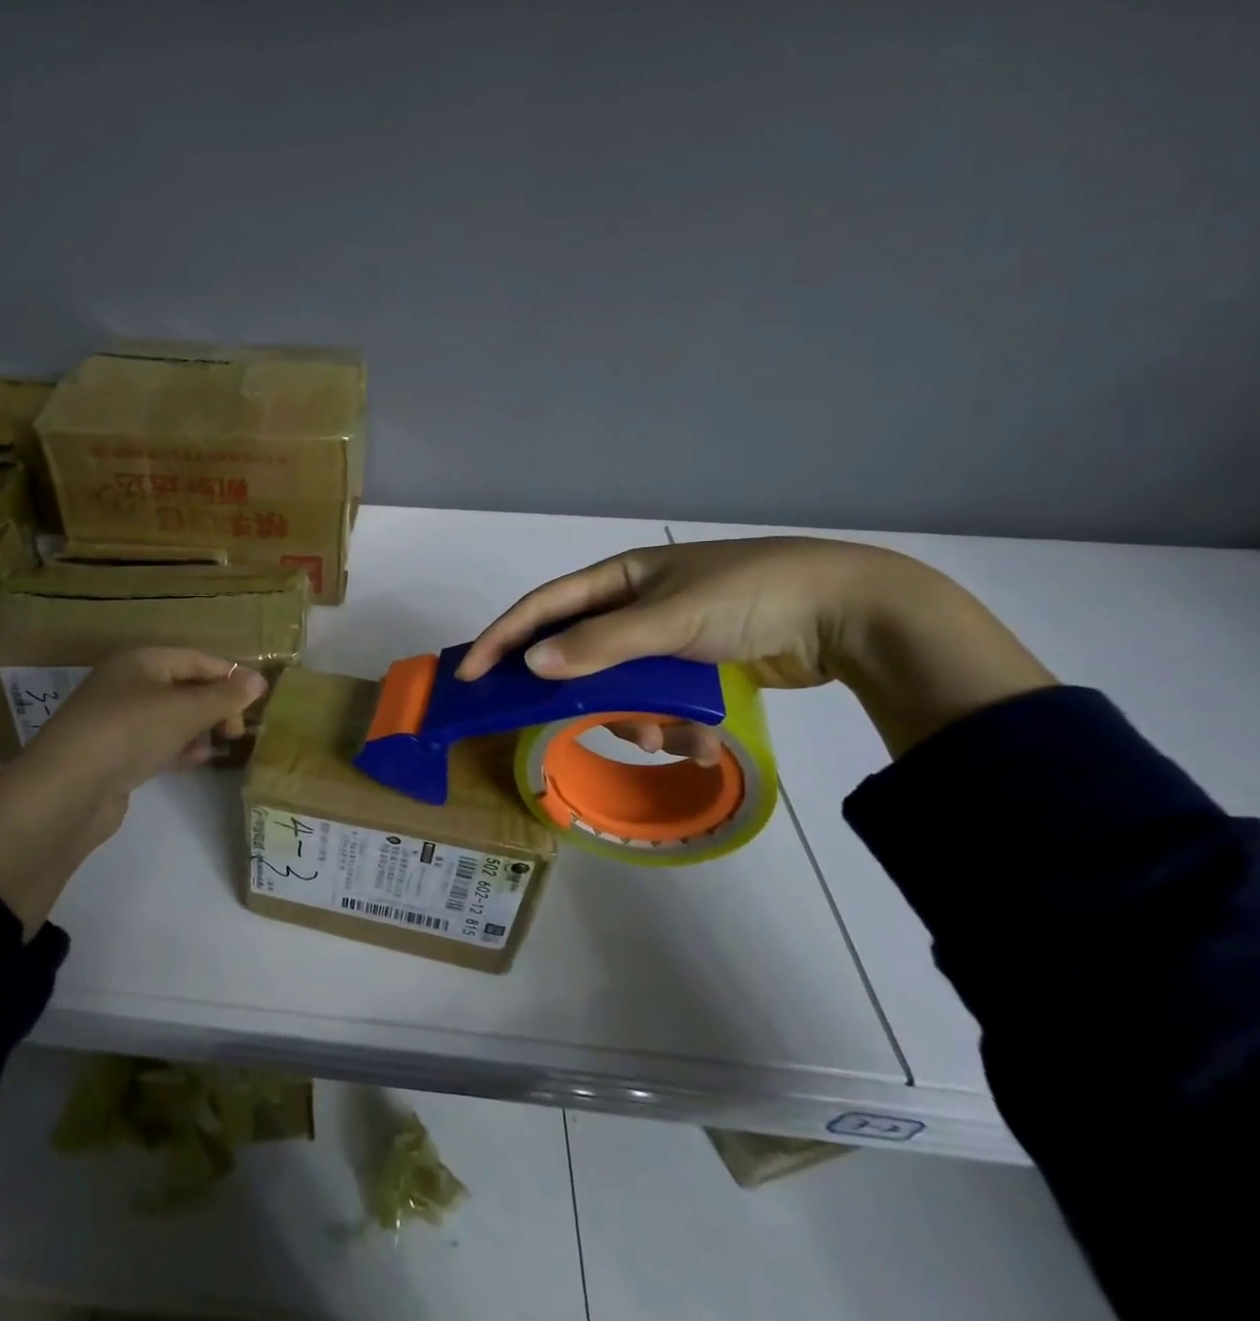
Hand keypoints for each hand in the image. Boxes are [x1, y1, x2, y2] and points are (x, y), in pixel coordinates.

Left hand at [0, 649, 266, 931]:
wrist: (69, 789)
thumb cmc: (130, 731)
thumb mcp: (184, 709)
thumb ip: (224, 696)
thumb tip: (260, 680)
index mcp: (140, 661)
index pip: (195, 659)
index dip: (228, 675)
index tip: (256, 701)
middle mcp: (128, 684)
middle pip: (184, 687)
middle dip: (215, 705)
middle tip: (237, 730)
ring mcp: (119, 720)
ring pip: (172, 717)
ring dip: (200, 728)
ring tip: (220, 745)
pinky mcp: (116, 753)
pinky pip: (158, 742)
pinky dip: (179, 748)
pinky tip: (196, 761)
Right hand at [459, 537, 1054, 760]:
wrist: (851, 613)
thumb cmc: (750, 596)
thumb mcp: (669, 618)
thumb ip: (600, 644)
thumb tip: (532, 666)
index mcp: (620, 578)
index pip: (543, 607)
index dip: (503, 638)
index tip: (471, 674)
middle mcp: (634, 606)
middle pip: (578, 655)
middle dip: (581, 695)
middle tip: (569, 726)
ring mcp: (664, 640)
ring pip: (619, 689)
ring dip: (636, 720)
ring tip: (671, 738)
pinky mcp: (693, 670)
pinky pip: (658, 704)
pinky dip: (672, 727)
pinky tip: (702, 742)